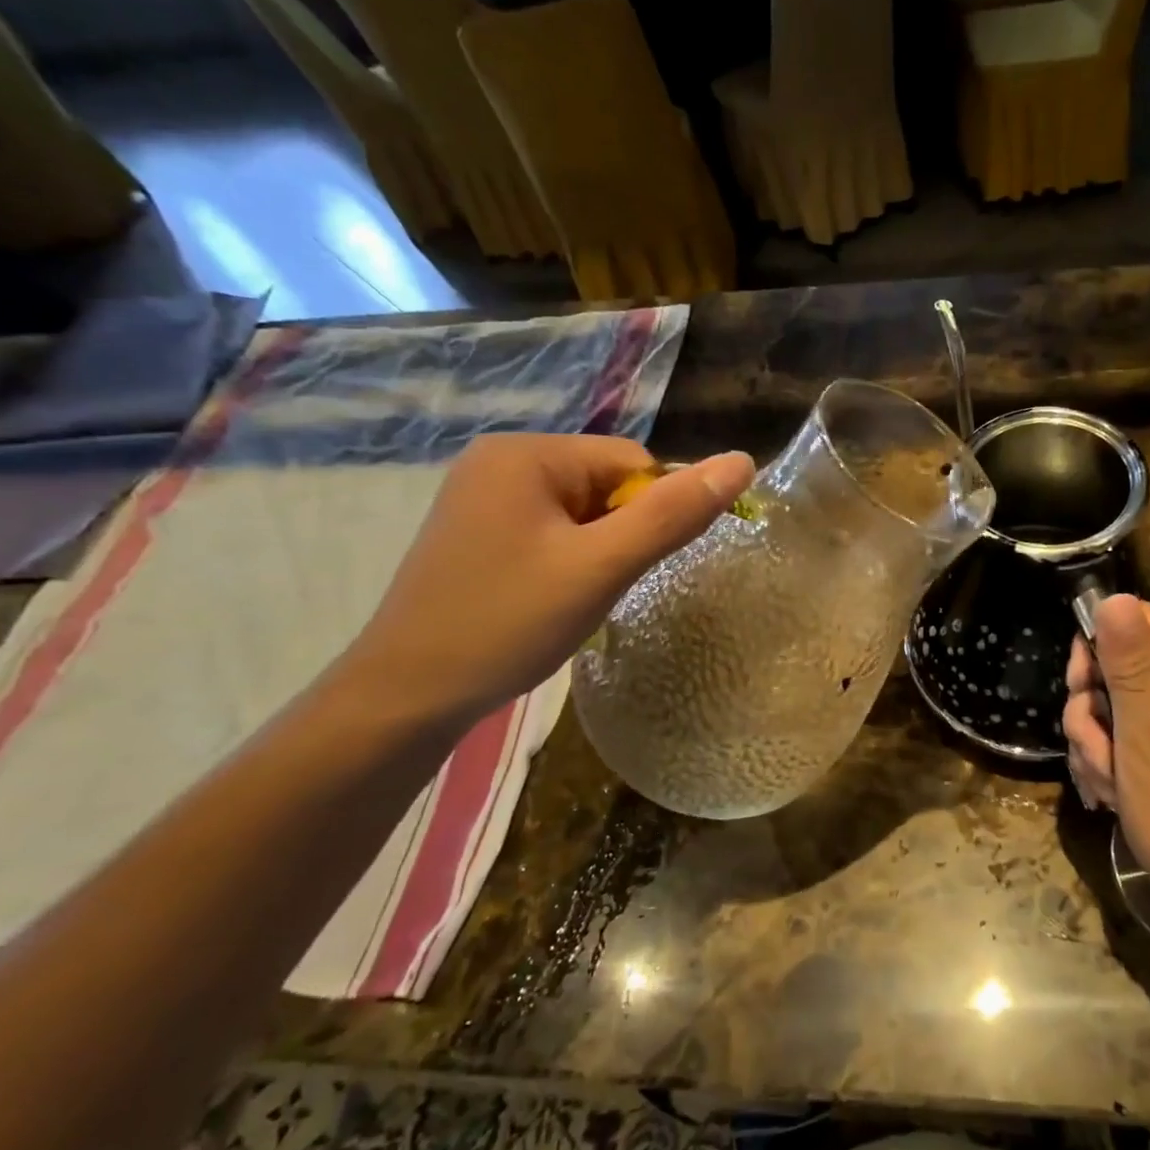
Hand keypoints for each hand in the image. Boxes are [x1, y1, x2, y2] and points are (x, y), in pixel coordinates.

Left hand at [338, 434, 753, 728]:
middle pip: (605, 485)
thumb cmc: (508, 623)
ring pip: (582, 513)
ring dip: (595, 553)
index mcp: (527, 453)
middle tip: (596, 589)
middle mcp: (500, 461)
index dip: (649, 515)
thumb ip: (673, 514)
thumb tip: (742, 462)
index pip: (631, 462)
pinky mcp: (478, 532)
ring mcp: (483, 497)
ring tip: (569, 600)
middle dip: (618, 537)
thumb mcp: (601, 567)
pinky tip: (548, 600)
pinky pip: (551, 531)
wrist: (407, 695)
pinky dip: (568, 562)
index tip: (628, 568)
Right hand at [1062, 595, 1149, 922]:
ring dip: (1094, 742)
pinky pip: (1122, 737)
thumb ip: (1129, 664)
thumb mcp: (1147, 733)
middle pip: (1116, 664)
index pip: (1136, 620)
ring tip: (1106, 782)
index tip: (1080, 686)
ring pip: (1112, 706)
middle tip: (1094, 744)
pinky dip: (1107, 761)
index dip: (1096, 644)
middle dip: (1091, 707)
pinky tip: (1110, 794)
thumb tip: (1112, 596)